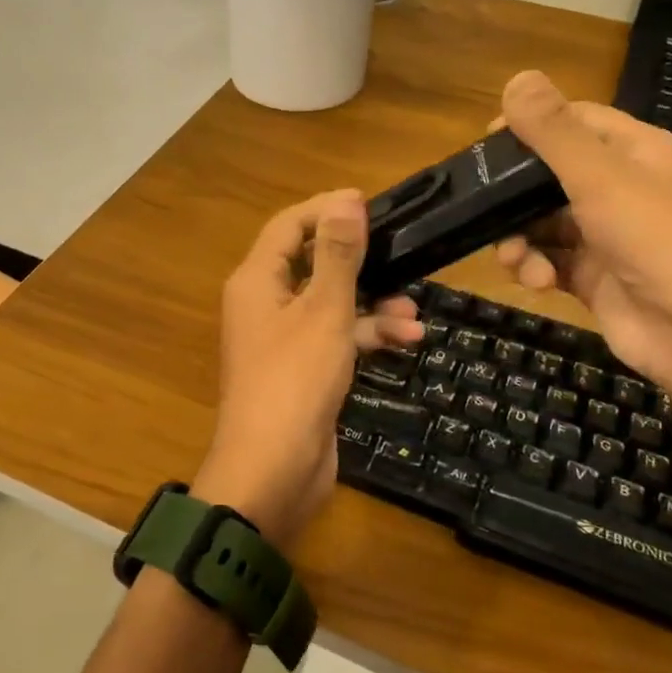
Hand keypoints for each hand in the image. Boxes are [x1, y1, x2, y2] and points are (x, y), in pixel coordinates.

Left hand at [196, 189, 422, 548]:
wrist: (274, 472)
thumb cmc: (295, 381)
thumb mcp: (323, 311)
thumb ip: (337, 255)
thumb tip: (346, 200)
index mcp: (257, 281)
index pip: (289, 226)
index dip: (326, 210)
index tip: (370, 205)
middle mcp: (266, 303)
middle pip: (312, 262)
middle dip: (358, 258)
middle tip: (399, 247)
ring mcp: (285, 338)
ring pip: (331, 303)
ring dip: (372, 302)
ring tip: (414, 307)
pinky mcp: (305, 369)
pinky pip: (337, 337)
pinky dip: (367, 334)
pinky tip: (408, 338)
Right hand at [494, 71, 671, 398]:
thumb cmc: (656, 241)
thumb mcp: (601, 178)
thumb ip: (554, 131)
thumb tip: (518, 77)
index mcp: (635, 151)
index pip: (574, 120)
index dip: (530, 126)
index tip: (485, 144)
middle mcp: (621, 188)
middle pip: (550, 174)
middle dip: (515, 193)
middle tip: (481, 205)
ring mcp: (607, 234)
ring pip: (543, 222)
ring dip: (519, 237)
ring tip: (513, 257)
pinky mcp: (594, 275)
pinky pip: (550, 259)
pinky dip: (535, 267)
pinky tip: (535, 280)